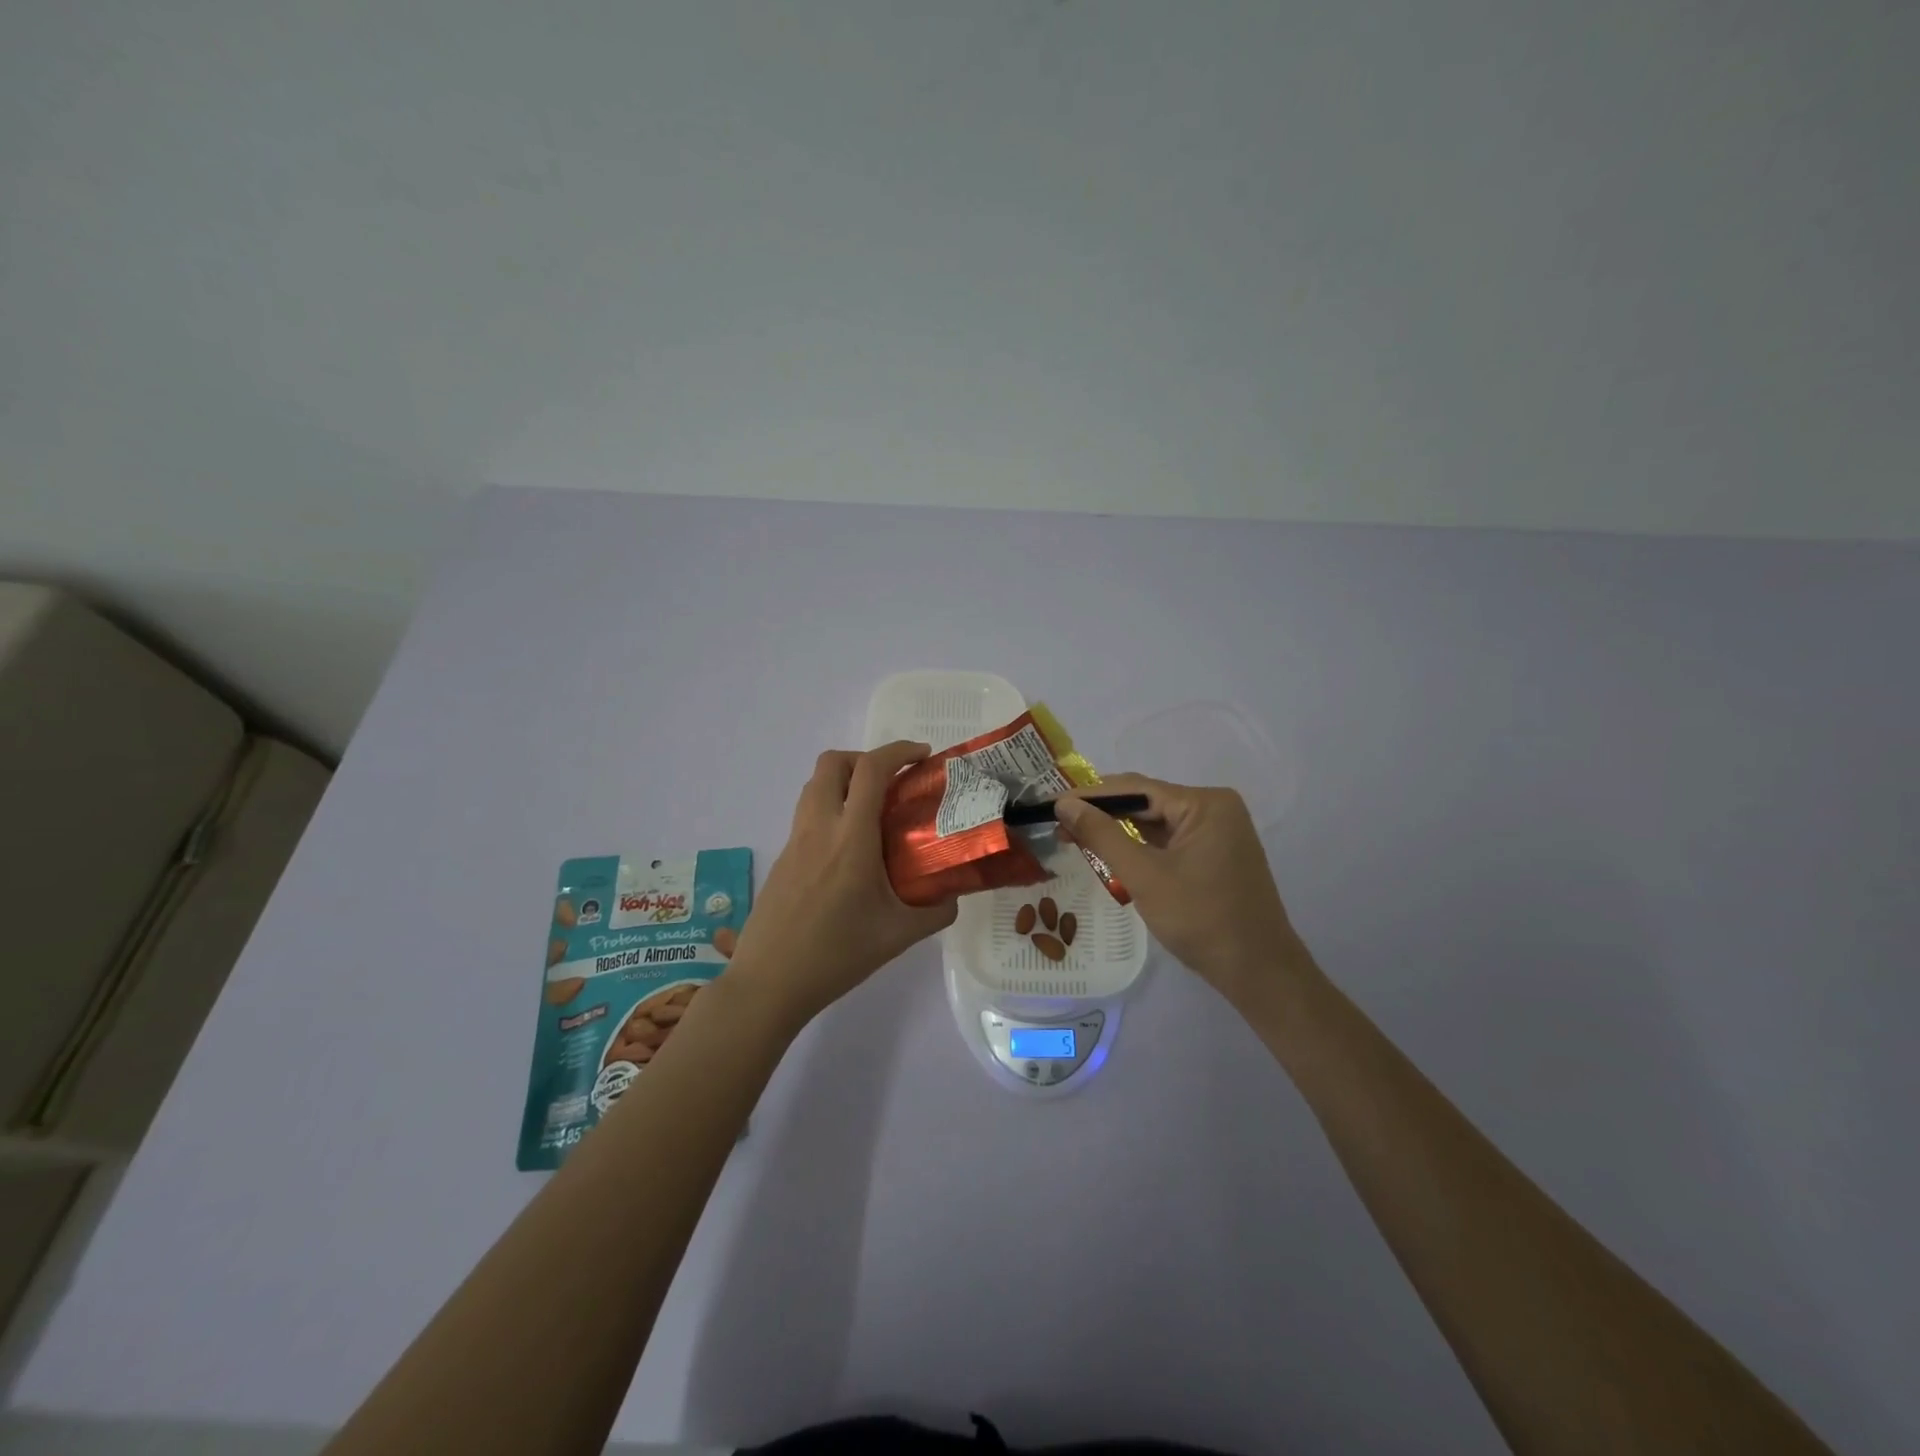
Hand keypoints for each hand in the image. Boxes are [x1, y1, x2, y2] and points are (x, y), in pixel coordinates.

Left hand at [728, 741, 958, 1027]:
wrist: (770, 982)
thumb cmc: (837, 955)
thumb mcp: (899, 935)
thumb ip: (935, 911)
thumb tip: (954, 895)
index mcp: (851, 838)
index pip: (871, 770)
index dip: (899, 751)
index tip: (923, 757)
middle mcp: (819, 827)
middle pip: (833, 762)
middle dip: (866, 758)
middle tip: (893, 782)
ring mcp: (795, 840)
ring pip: (815, 785)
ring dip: (845, 780)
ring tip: (873, 810)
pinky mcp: (783, 857)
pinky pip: (808, 812)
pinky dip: (832, 807)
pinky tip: (850, 848)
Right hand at [1054, 774, 1301, 1003]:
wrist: (1258, 972)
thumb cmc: (1201, 919)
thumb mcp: (1144, 875)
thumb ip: (1102, 835)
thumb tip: (1065, 803)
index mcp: (1206, 803)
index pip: (1136, 789)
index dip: (1090, 795)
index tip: (1051, 803)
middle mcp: (1215, 808)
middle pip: (1147, 802)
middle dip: (1102, 813)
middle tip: (1058, 822)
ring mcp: (1218, 832)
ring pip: (1156, 822)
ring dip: (1118, 830)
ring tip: (1074, 835)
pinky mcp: (1215, 854)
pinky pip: (1169, 840)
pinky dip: (1139, 846)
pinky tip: (1110, 851)